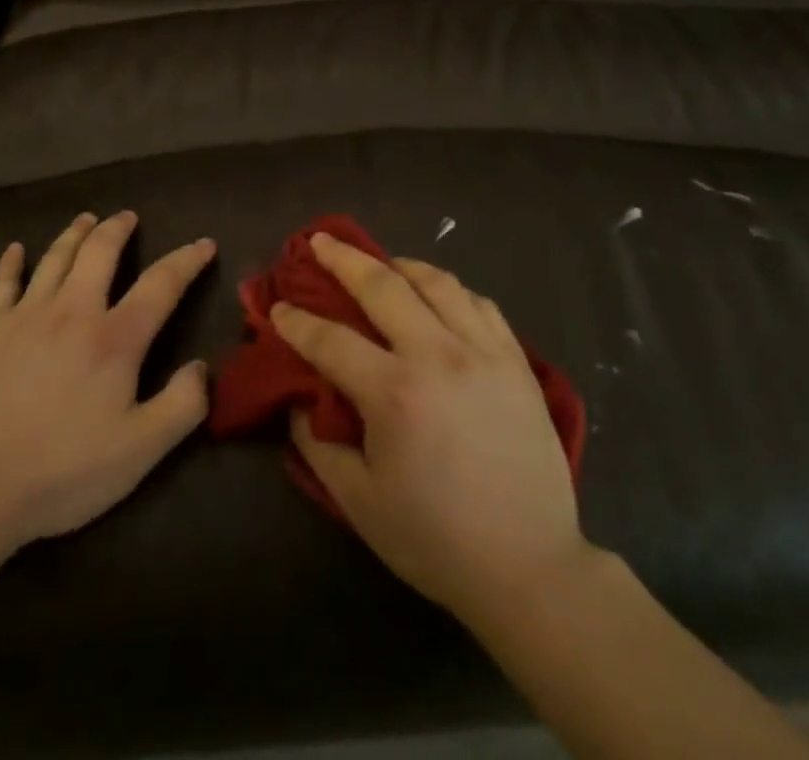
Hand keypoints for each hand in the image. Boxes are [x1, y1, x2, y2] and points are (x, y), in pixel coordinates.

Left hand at [0, 211, 213, 550]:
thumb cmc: (63, 471)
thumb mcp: (141, 450)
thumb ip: (182, 405)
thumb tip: (201, 367)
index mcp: (115, 338)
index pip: (161, 284)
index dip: (187, 260)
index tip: (204, 244)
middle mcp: (74, 311)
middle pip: (100, 252)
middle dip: (118, 229)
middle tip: (128, 216)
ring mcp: (26, 315)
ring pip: (55, 258)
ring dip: (75, 233)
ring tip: (86, 219)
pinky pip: (1, 284)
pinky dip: (10, 262)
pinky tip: (14, 250)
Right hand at [273, 232, 585, 622]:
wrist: (530, 567)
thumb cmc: (436, 540)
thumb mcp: (359, 502)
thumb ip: (318, 445)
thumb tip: (300, 399)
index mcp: (394, 393)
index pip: (331, 340)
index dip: (297, 322)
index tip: (278, 308)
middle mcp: (438, 356)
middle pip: (382, 285)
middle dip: (343, 259)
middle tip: (319, 241)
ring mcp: (483, 352)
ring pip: (437, 282)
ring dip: (400, 265)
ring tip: (382, 264)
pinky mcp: (516, 360)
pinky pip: (479, 304)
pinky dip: (451, 290)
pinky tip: (438, 297)